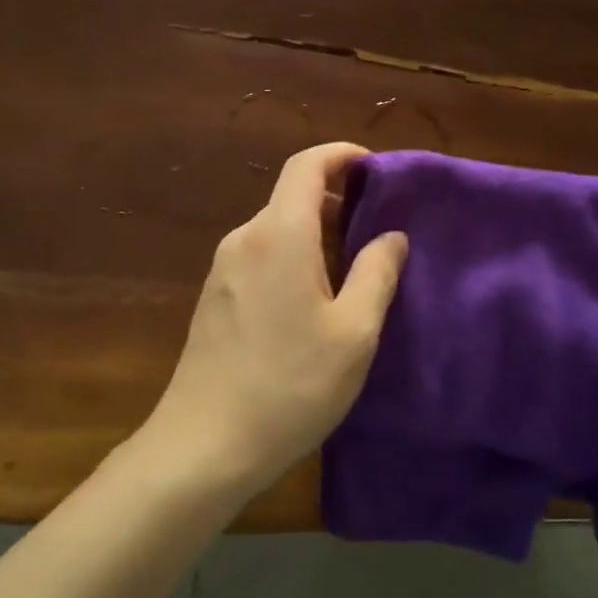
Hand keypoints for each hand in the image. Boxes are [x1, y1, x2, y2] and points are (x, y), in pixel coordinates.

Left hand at [145, 143, 408, 495]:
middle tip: (377, 230)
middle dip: (335, 200)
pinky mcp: (214, 297)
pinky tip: (312, 300)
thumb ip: (377, 274)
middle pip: (290, 197)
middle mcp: (244, 239)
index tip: (375, 168)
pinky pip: (259, 257)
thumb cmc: (290, 385)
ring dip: (314, 235)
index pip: (305, 165)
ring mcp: (222, 268)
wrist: (205, 442)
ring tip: (352, 269)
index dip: (341, 155)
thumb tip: (392, 236)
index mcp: (278, 234)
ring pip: (275, 230)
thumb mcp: (353, 333)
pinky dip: (291, 258)